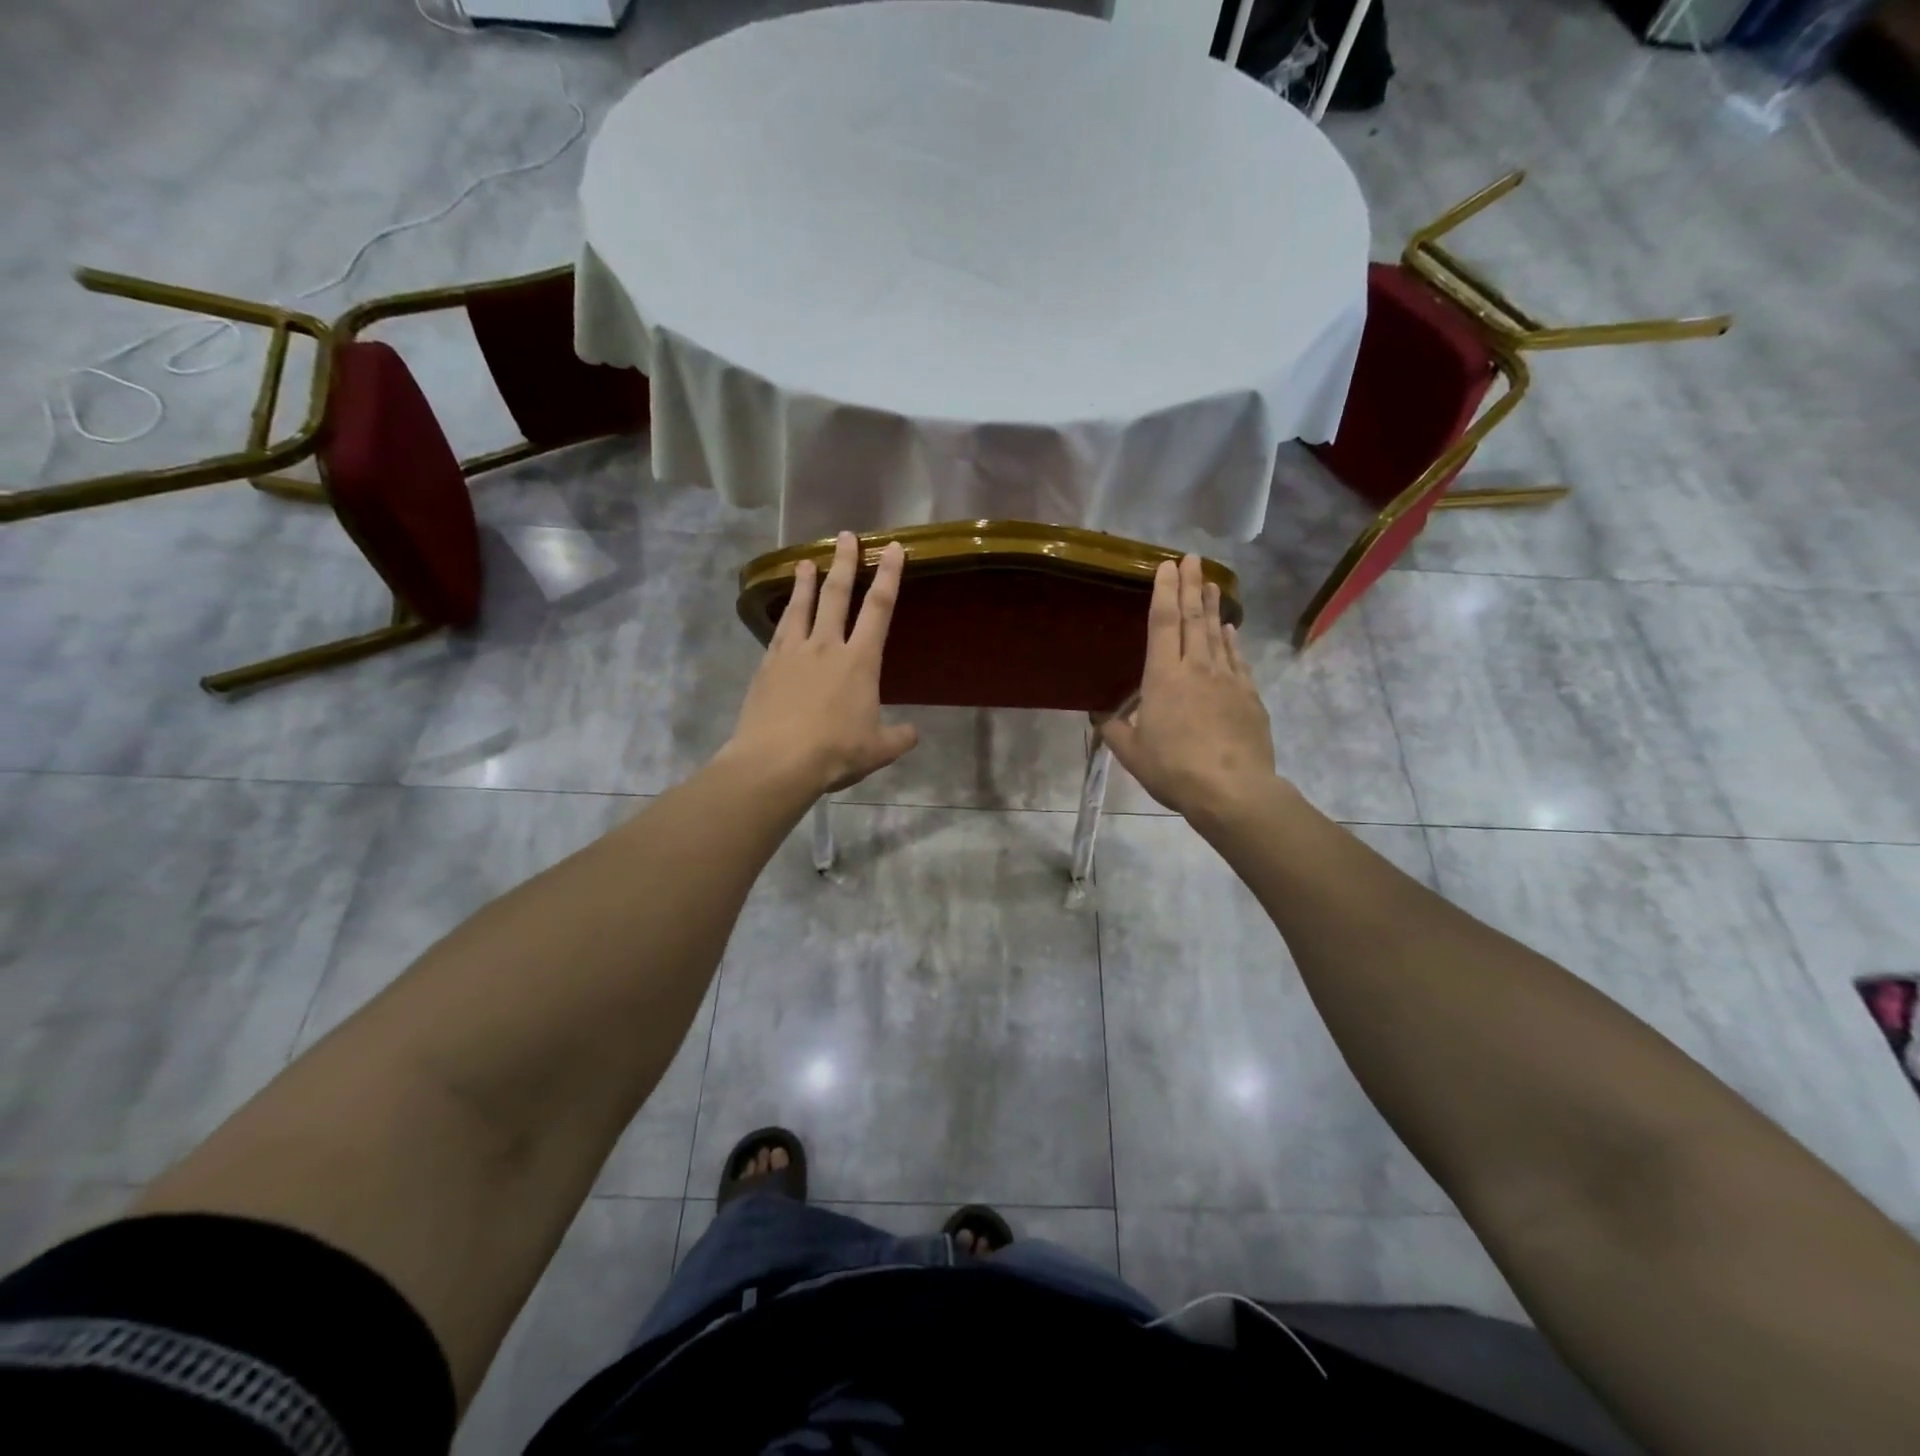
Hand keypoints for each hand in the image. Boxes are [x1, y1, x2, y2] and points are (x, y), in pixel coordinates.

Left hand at [722, 531, 919, 797]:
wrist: (776, 761)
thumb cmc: (835, 752)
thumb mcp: (878, 750)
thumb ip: (899, 737)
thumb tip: (915, 733)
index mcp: (860, 662)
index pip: (879, 609)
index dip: (889, 576)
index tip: (892, 548)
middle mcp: (827, 647)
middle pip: (837, 595)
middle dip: (844, 563)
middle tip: (846, 536)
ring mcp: (793, 653)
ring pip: (802, 607)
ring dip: (807, 582)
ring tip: (807, 561)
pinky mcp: (768, 666)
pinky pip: (779, 630)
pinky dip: (784, 614)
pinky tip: (784, 610)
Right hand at [1100, 555, 1277, 820]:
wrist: (1231, 790)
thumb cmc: (1173, 769)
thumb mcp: (1131, 753)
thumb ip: (1114, 729)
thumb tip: (1099, 715)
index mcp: (1163, 677)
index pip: (1163, 623)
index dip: (1164, 591)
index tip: (1167, 565)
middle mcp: (1197, 668)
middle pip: (1193, 618)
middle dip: (1192, 585)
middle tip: (1193, 559)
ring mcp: (1227, 679)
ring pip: (1218, 633)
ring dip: (1213, 606)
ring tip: (1212, 583)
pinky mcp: (1249, 695)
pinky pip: (1238, 659)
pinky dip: (1232, 641)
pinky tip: (1230, 631)